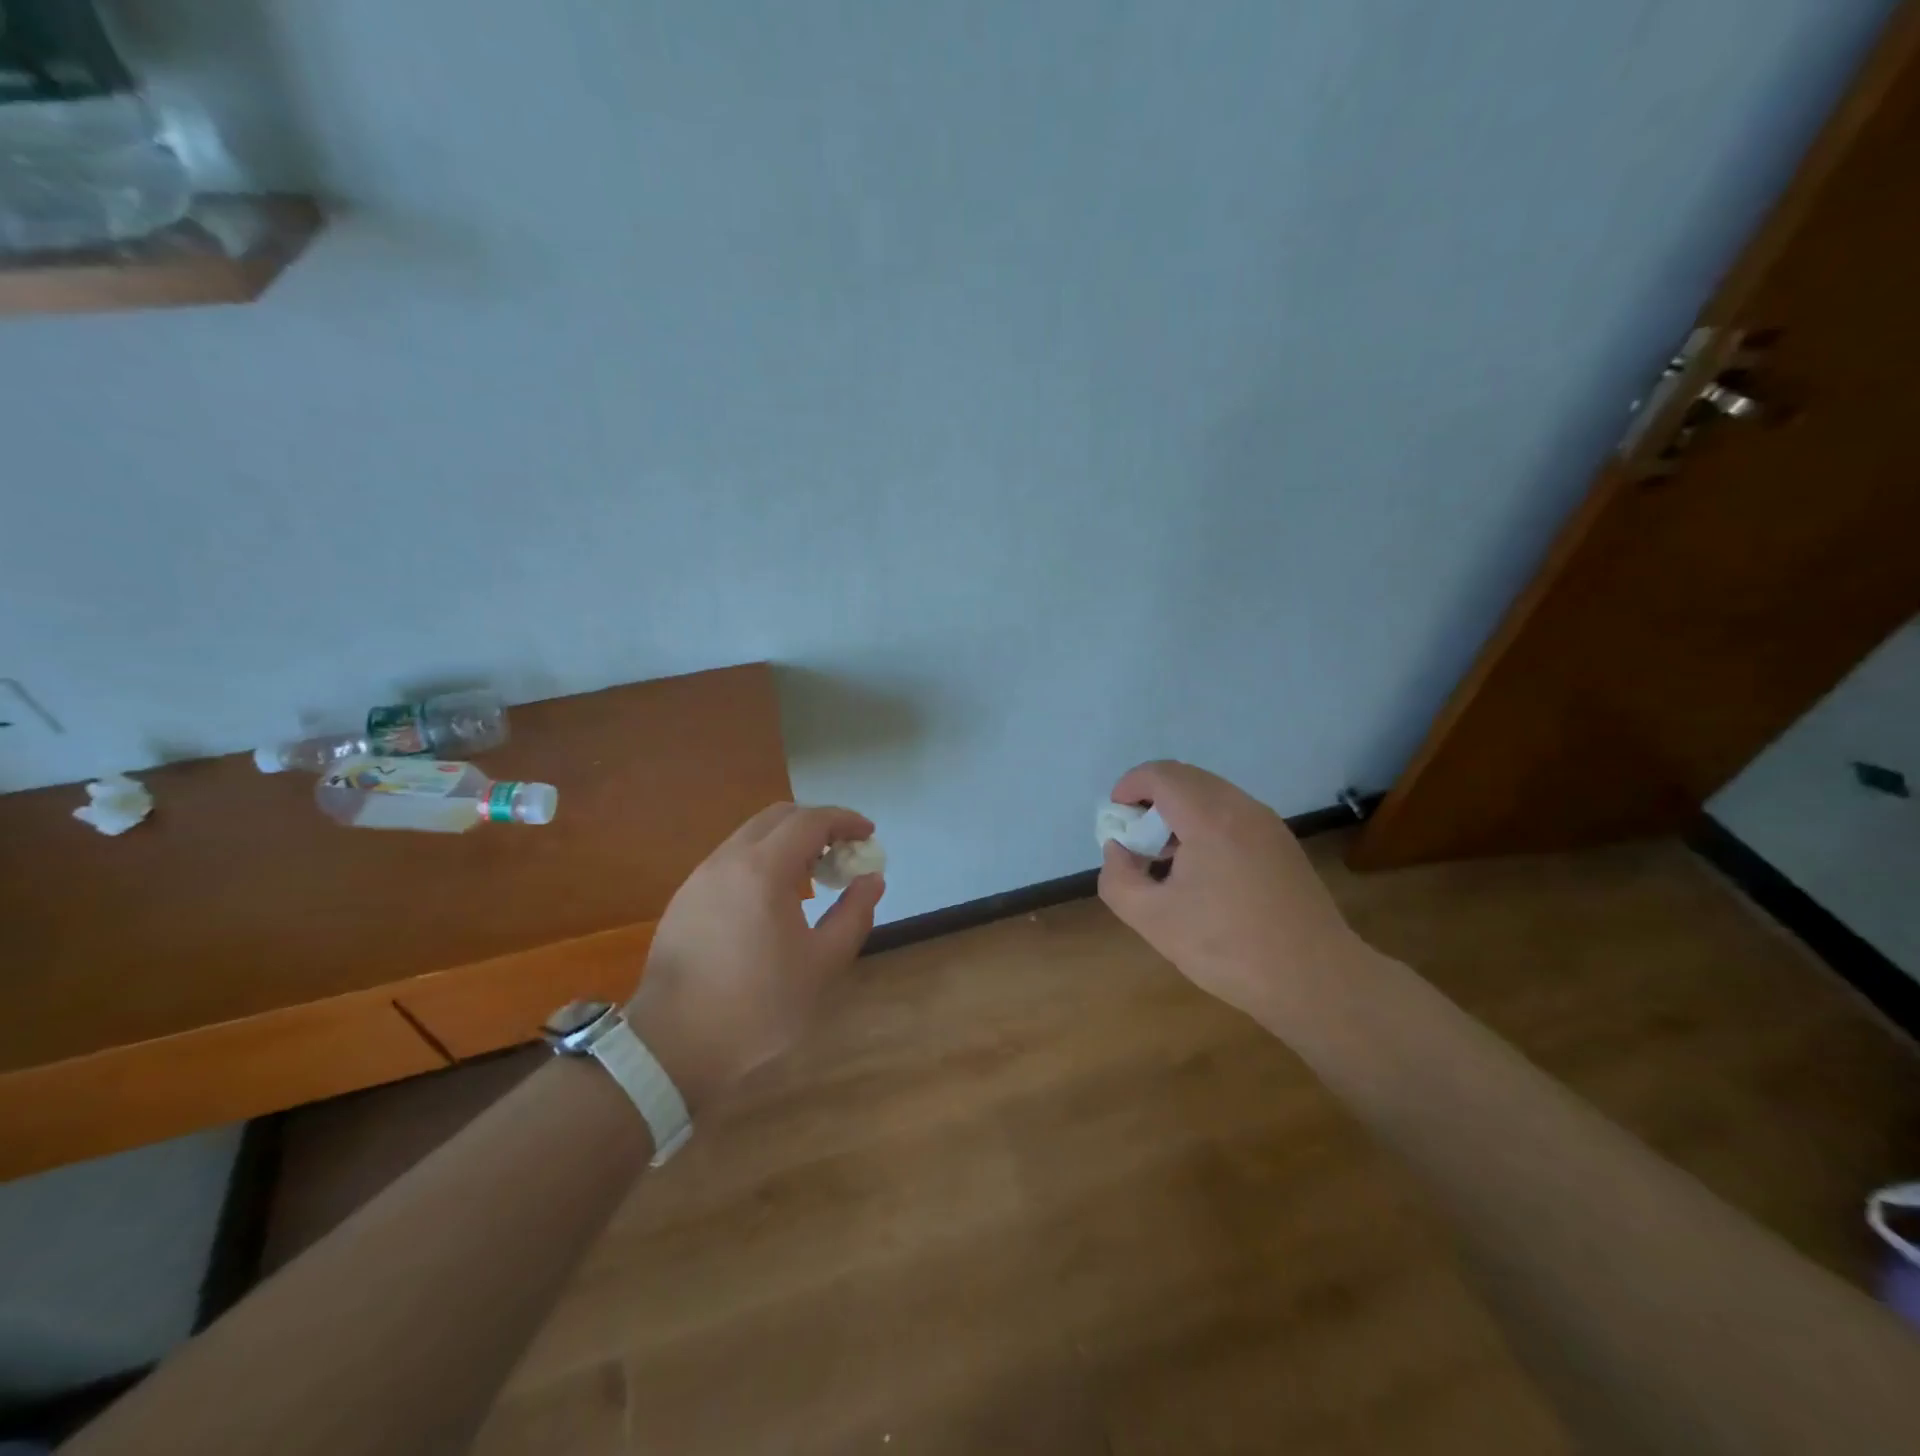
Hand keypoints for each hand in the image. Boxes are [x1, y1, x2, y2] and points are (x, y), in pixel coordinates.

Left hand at [626, 803, 884, 1110]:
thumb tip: (871, 879)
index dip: (845, 821)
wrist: (671, 1048)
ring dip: (788, 841)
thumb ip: (854, 914)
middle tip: (843, 852)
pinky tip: (774, 898)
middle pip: (779, 817)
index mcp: (763, 870)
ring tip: (813, 874)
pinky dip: (762, 860)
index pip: (811, 821)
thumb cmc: (757, 1007)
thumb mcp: (822, 965)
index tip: (869, 834)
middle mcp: (728, 860)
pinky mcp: (685, 898)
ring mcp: (700, 877)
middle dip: (817, 824)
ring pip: (751, 835)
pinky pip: (731, 859)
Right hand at [1098, 761, 1363, 1022]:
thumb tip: (1119, 850)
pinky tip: (1202, 873)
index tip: (1115, 821)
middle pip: (1185, 778)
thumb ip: (1119, 878)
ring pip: (1210, 795)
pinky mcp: (1282, 844)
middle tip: (1136, 842)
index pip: (1160, 774)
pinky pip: (1232, 814)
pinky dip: (1204, 825)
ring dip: (1178, 813)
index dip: (1129, 787)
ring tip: (1166, 860)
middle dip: (1151, 800)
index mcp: (1210, 818)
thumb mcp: (1154, 920)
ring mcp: (1268, 824)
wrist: (1317, 981)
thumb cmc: (1229, 949)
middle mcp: (1242, 808)